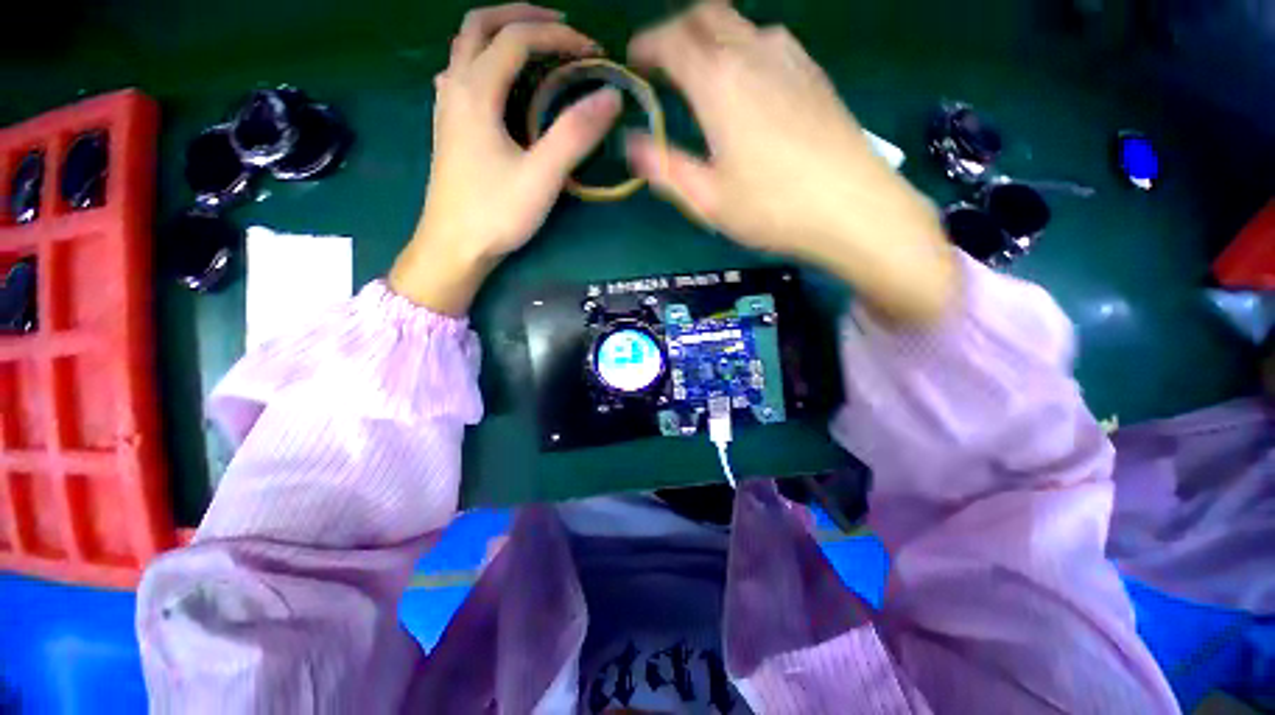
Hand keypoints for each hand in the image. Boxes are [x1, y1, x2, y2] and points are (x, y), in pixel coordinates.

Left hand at [390, 3, 622, 314]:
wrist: (453, 247)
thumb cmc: (496, 213)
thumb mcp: (542, 176)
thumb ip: (575, 135)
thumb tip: (610, 96)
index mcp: (476, 91)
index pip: (518, 39)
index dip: (559, 38)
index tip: (593, 54)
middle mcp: (455, 87)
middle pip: (480, 25)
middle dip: (522, 16)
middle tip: (560, 28)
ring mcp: (447, 107)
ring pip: (466, 48)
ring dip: (501, 36)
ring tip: (536, 49)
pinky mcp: (449, 128)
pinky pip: (462, 74)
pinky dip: (486, 63)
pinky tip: (501, 85)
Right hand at [625, 3, 956, 325]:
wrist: (852, 208)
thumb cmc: (771, 208)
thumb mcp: (707, 199)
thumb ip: (664, 168)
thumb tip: (631, 144)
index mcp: (719, 82)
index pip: (672, 41)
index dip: (647, 45)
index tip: (635, 59)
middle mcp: (754, 53)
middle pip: (707, 15)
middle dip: (678, 30)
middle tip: (665, 60)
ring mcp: (790, 59)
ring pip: (741, 24)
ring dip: (713, 37)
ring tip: (703, 72)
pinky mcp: (815, 74)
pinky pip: (770, 42)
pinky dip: (746, 49)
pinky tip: (748, 82)